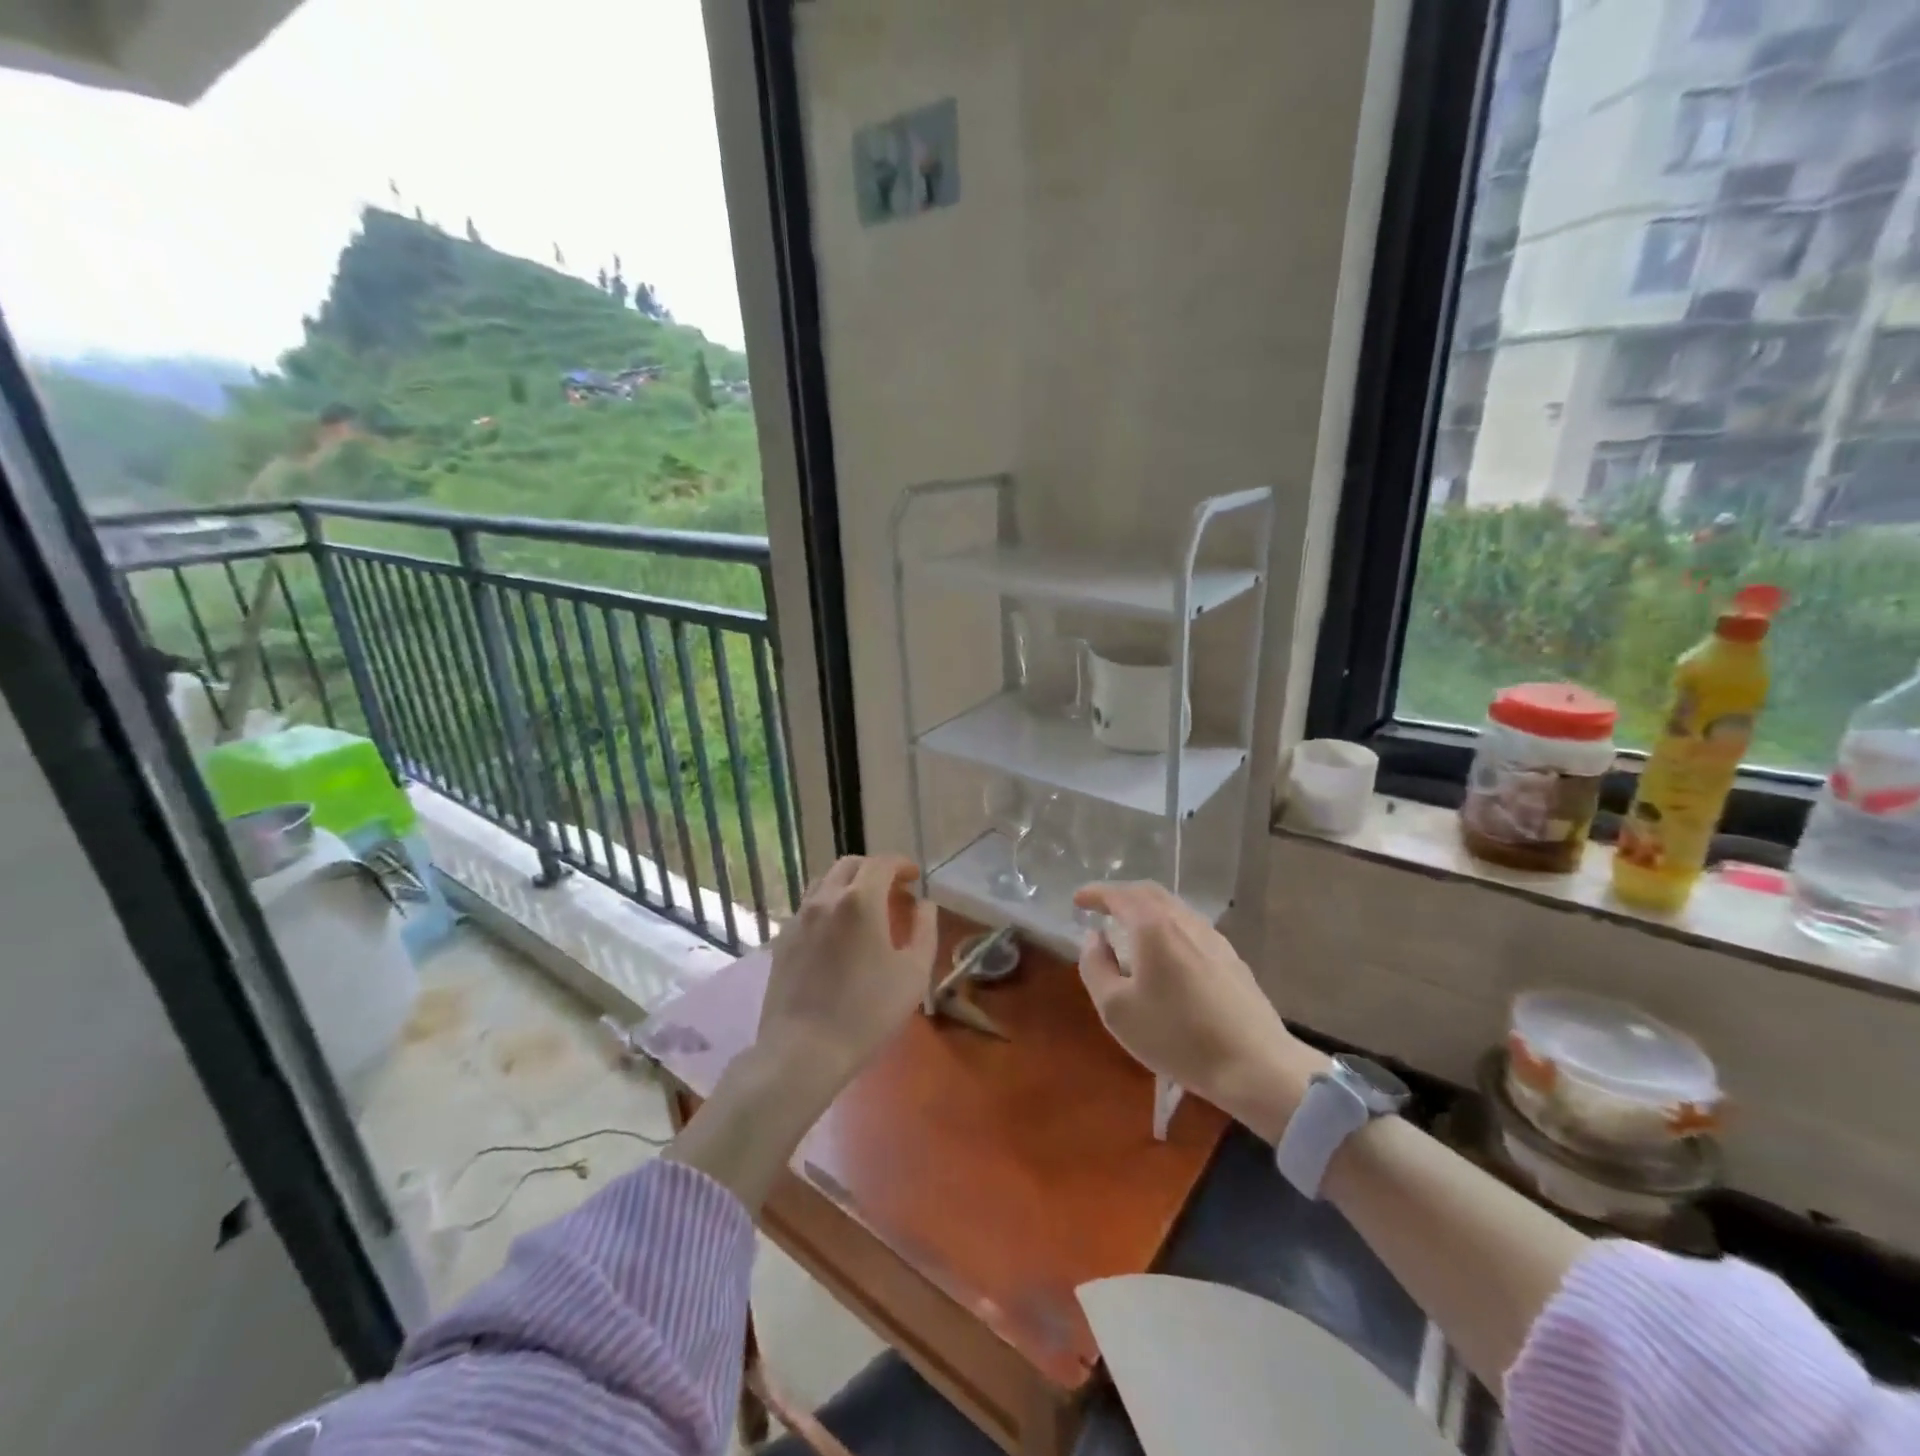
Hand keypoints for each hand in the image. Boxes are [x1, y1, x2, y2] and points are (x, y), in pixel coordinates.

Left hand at [757, 855, 937, 1091]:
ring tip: (864, 907)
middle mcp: (826, 899)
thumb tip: (924, 905)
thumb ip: (924, 930)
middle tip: (892, 889)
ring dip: (848, 884)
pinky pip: (808, 907)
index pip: (882, 864)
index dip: (901, 864)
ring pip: (824, 882)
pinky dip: (828, 905)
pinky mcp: (782, 940)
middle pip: (849, 865)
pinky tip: (837, 932)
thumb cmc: (867, 1012)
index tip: (914, 877)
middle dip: (874, 869)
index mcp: (860, 900)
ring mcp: (799, 918)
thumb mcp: (914, 974)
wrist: (804, 1051)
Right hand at [1073, 881, 1322, 1140]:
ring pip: (1173, 909)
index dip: (1095, 893)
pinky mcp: (1231, 958)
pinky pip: (1190, 928)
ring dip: (1146, 910)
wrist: (1255, 1065)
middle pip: (1149, 893)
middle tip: (1102, 908)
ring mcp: (1213, 938)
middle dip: (1121, 895)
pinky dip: (1167, 927)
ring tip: (1130, 930)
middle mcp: (1184, 921)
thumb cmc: (1177, 1036)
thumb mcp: (1116, 1009)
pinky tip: (1166, 954)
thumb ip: (1095, 966)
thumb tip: (1094, 939)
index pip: (1119, 895)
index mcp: (1153, 926)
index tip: (1078, 900)